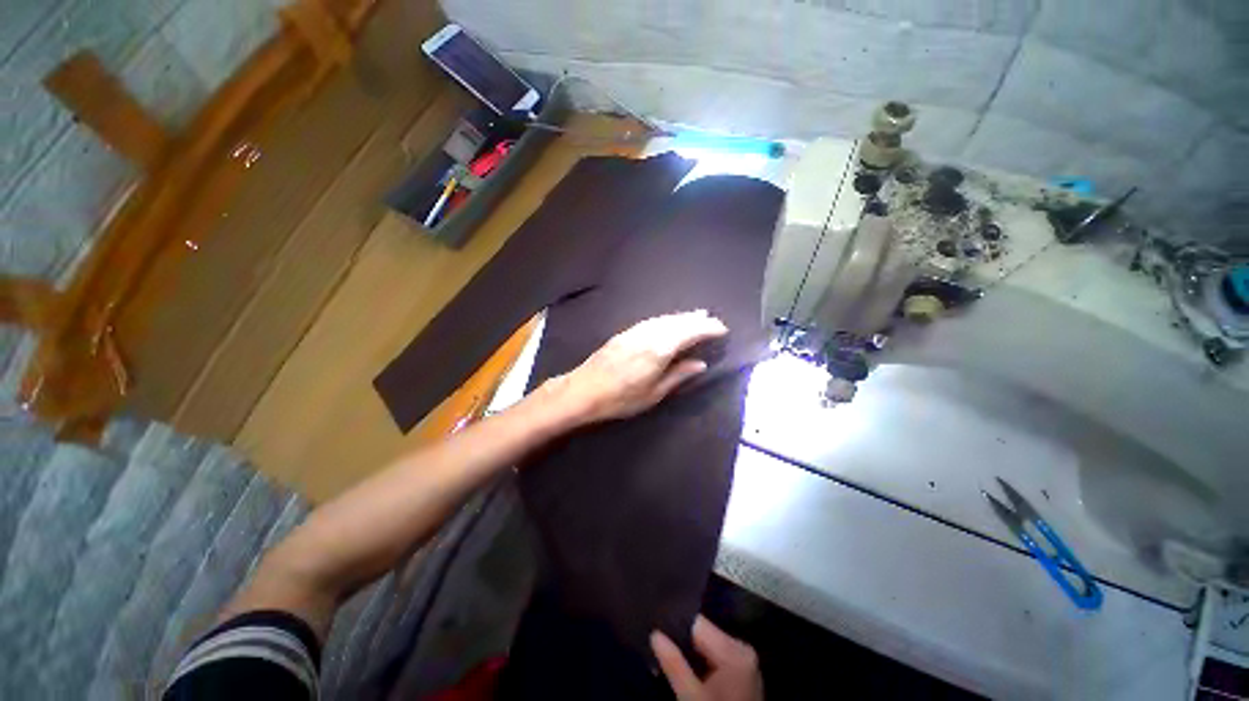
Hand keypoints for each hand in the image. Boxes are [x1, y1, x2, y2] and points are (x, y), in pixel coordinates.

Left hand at [541, 310, 728, 425]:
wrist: (583, 391)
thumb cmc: (620, 398)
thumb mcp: (654, 393)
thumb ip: (678, 375)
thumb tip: (700, 364)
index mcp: (659, 350)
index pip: (689, 333)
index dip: (707, 329)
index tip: (721, 329)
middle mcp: (648, 335)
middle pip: (677, 322)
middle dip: (696, 319)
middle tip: (711, 318)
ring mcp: (634, 332)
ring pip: (663, 319)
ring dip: (681, 316)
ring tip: (695, 315)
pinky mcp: (624, 334)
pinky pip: (651, 322)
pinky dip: (665, 319)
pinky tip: (667, 322)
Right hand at [651, 616, 762, 700]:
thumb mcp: (691, 697)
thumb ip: (674, 664)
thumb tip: (654, 634)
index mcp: (734, 650)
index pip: (697, 623)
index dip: (675, 627)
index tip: (658, 635)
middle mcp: (742, 648)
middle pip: (704, 633)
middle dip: (683, 643)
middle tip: (662, 652)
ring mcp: (744, 660)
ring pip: (708, 644)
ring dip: (691, 653)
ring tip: (673, 663)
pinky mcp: (742, 672)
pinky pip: (716, 655)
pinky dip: (702, 662)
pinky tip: (690, 673)